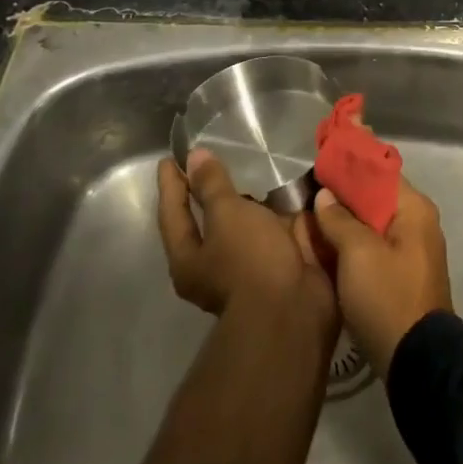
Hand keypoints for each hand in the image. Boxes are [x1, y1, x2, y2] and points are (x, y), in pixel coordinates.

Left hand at [156, 150, 336, 335]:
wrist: (293, 307)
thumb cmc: (250, 259)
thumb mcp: (227, 215)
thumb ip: (212, 185)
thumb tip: (194, 157)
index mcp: (188, 259)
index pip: (172, 213)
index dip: (171, 184)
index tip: (168, 159)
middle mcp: (213, 266)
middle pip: (206, 223)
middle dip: (210, 195)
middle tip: (214, 162)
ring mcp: (247, 268)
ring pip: (243, 227)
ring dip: (249, 204)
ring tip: (256, 173)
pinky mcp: (278, 266)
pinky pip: (272, 232)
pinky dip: (277, 214)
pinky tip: (286, 195)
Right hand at [312, 176, 451, 375]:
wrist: (417, 360)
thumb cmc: (387, 296)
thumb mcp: (358, 254)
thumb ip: (340, 219)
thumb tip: (325, 194)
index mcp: (414, 209)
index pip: (380, 172)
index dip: (350, 168)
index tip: (319, 166)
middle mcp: (418, 223)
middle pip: (376, 198)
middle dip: (343, 197)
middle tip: (307, 196)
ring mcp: (412, 251)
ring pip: (373, 225)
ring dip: (345, 223)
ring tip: (310, 220)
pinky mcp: (403, 275)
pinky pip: (375, 248)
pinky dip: (352, 245)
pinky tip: (326, 249)